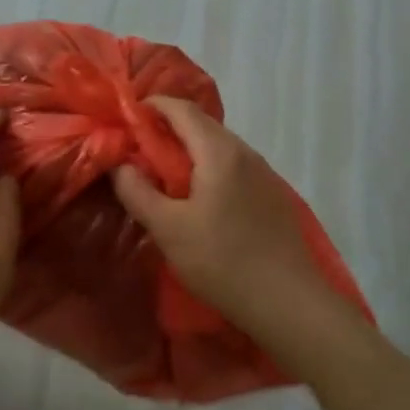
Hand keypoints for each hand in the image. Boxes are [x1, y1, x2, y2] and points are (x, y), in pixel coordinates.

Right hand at [112, 97, 337, 352]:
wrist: (290, 303)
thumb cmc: (223, 262)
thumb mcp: (168, 229)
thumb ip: (137, 191)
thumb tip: (119, 164)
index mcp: (219, 152)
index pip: (181, 108)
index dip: (150, 107)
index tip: (124, 120)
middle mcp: (244, 152)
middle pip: (201, 124)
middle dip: (166, 129)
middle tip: (137, 150)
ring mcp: (263, 173)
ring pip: (217, 146)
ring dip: (187, 150)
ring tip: (162, 175)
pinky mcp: (271, 195)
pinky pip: (232, 166)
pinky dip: (207, 168)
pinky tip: (197, 199)